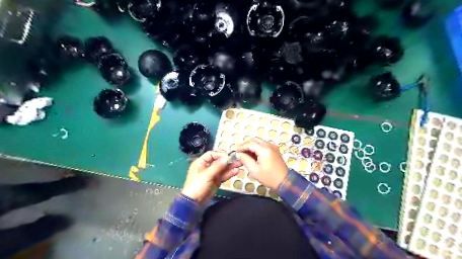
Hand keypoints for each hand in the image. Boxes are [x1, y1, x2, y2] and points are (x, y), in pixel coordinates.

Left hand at [182, 151, 242, 204]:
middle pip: (218, 161)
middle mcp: (206, 167)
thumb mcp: (207, 174)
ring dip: (230, 167)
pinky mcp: (216, 181)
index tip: (229, 156)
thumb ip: (218, 166)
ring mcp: (212, 175)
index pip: (211, 155)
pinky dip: (229, 173)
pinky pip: (223, 176)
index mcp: (201, 163)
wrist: (194, 203)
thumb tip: (227, 158)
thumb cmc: (197, 185)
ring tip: (240, 164)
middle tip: (238, 159)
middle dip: (228, 161)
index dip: (220, 154)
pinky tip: (236, 171)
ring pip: (222, 169)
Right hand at [236, 138, 287, 189]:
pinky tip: (253, 154)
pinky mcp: (275, 150)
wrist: (285, 181)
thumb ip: (245, 160)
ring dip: (251, 145)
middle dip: (246, 144)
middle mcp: (269, 145)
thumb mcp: (255, 170)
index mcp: (264, 150)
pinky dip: (257, 147)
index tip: (235, 151)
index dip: (242, 146)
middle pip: (255, 140)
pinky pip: (263, 145)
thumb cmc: (269, 177)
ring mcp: (273, 147)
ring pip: (259, 141)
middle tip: (239, 151)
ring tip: (245, 153)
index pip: (250, 144)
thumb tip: (239, 154)